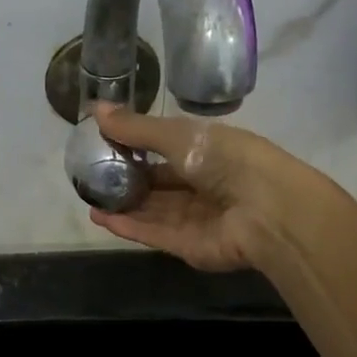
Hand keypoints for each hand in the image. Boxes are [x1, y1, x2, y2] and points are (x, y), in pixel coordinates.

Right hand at [87, 103, 310, 271]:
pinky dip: (129, 227)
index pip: (168, 150)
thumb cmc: (229, 161)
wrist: (267, 212)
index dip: (138, 147)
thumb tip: (95, 109)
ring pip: (153, 212)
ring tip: (89, 199)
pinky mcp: (189, 247)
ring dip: (123, 206)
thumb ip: (137, 128)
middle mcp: (204, 186)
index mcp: (210, 153)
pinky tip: (101, 219)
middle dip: (127, 181)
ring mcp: (197, 219)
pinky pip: (154, 234)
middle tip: (91, 176)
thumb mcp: (180, 135)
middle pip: (159, 185)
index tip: (104, 143)